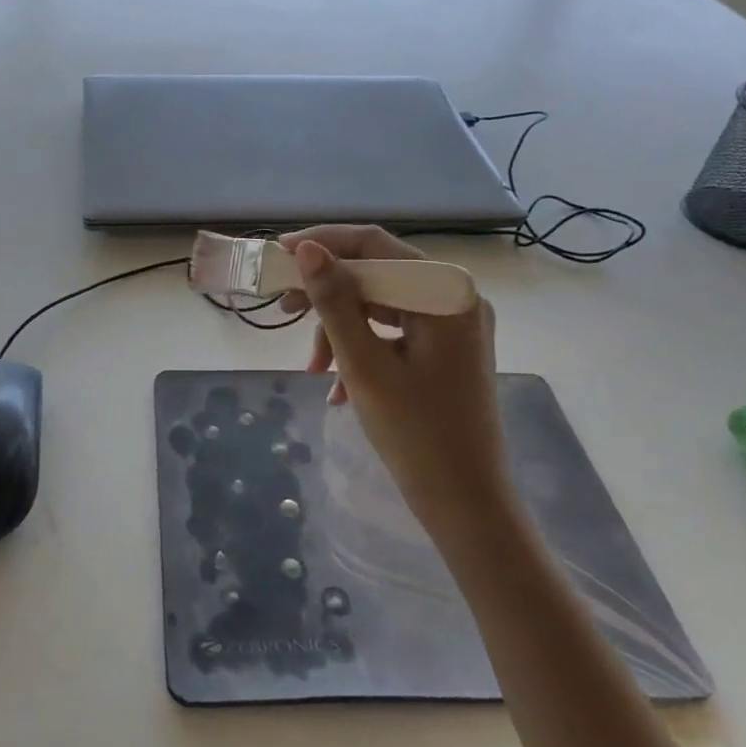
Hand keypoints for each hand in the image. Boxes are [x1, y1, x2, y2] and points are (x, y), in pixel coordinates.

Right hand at [277, 226, 506, 529]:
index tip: (279, 254)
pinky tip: (337, 387)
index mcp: (446, 293)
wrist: (466, 504)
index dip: (324, 243)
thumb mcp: (364, 364)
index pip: (376, 244)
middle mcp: (454, 298)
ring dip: (340, 328)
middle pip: (377, 273)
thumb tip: (308, 250)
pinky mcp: (444, 349)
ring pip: (380, 304)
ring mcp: (451, 324)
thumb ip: (334, 302)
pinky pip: (392, 331)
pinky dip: (361, 348)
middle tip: (282, 306)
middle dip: (327, 292)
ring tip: (315, 367)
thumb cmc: (416, 434)